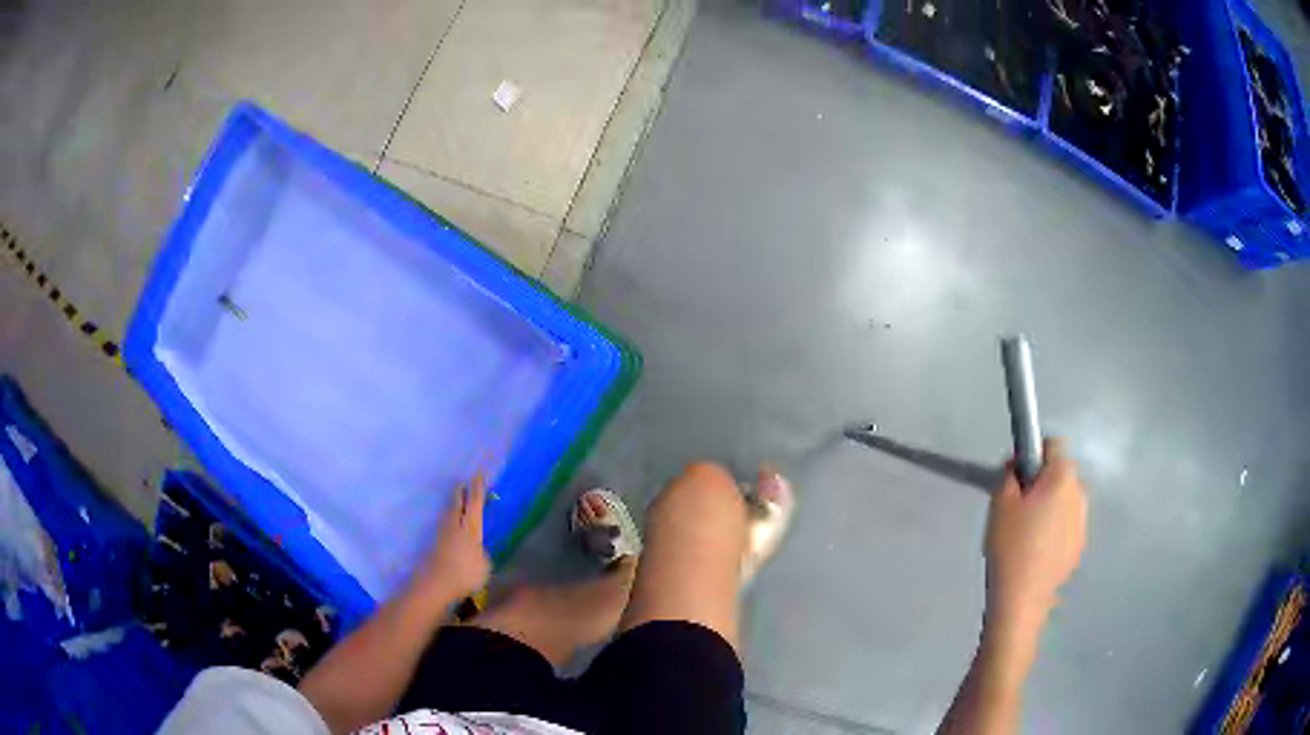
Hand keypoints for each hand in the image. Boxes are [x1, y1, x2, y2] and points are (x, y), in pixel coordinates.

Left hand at [416, 474, 492, 600]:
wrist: (436, 583)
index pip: (474, 503)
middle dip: (461, 492)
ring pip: (449, 511)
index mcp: (470, 527)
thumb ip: (482, 553)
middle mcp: (455, 524)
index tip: (477, 475)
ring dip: (454, 504)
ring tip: (459, 499)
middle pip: (457, 502)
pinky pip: (445, 523)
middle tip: (465, 483)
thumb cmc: (465, 573)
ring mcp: (443, 532)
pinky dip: (450, 517)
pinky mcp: (435, 542)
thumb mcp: (484, 564)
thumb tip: (478, 549)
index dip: (477, 489)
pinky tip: (452, 522)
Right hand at [984, 438, 1086, 635]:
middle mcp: (1080, 492)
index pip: (1053, 445)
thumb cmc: (1010, 546)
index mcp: (1063, 477)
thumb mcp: (1000, 503)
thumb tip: (1019, 466)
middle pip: (1061, 473)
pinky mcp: (1080, 546)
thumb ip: (1010, 474)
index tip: (1016, 477)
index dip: (1033, 454)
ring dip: (1050, 506)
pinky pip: (1067, 525)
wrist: (1022, 600)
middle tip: (1017, 507)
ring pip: (1065, 500)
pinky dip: (1054, 529)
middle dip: (1042, 482)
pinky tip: (1036, 552)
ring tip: (1026, 533)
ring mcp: (1083, 521)